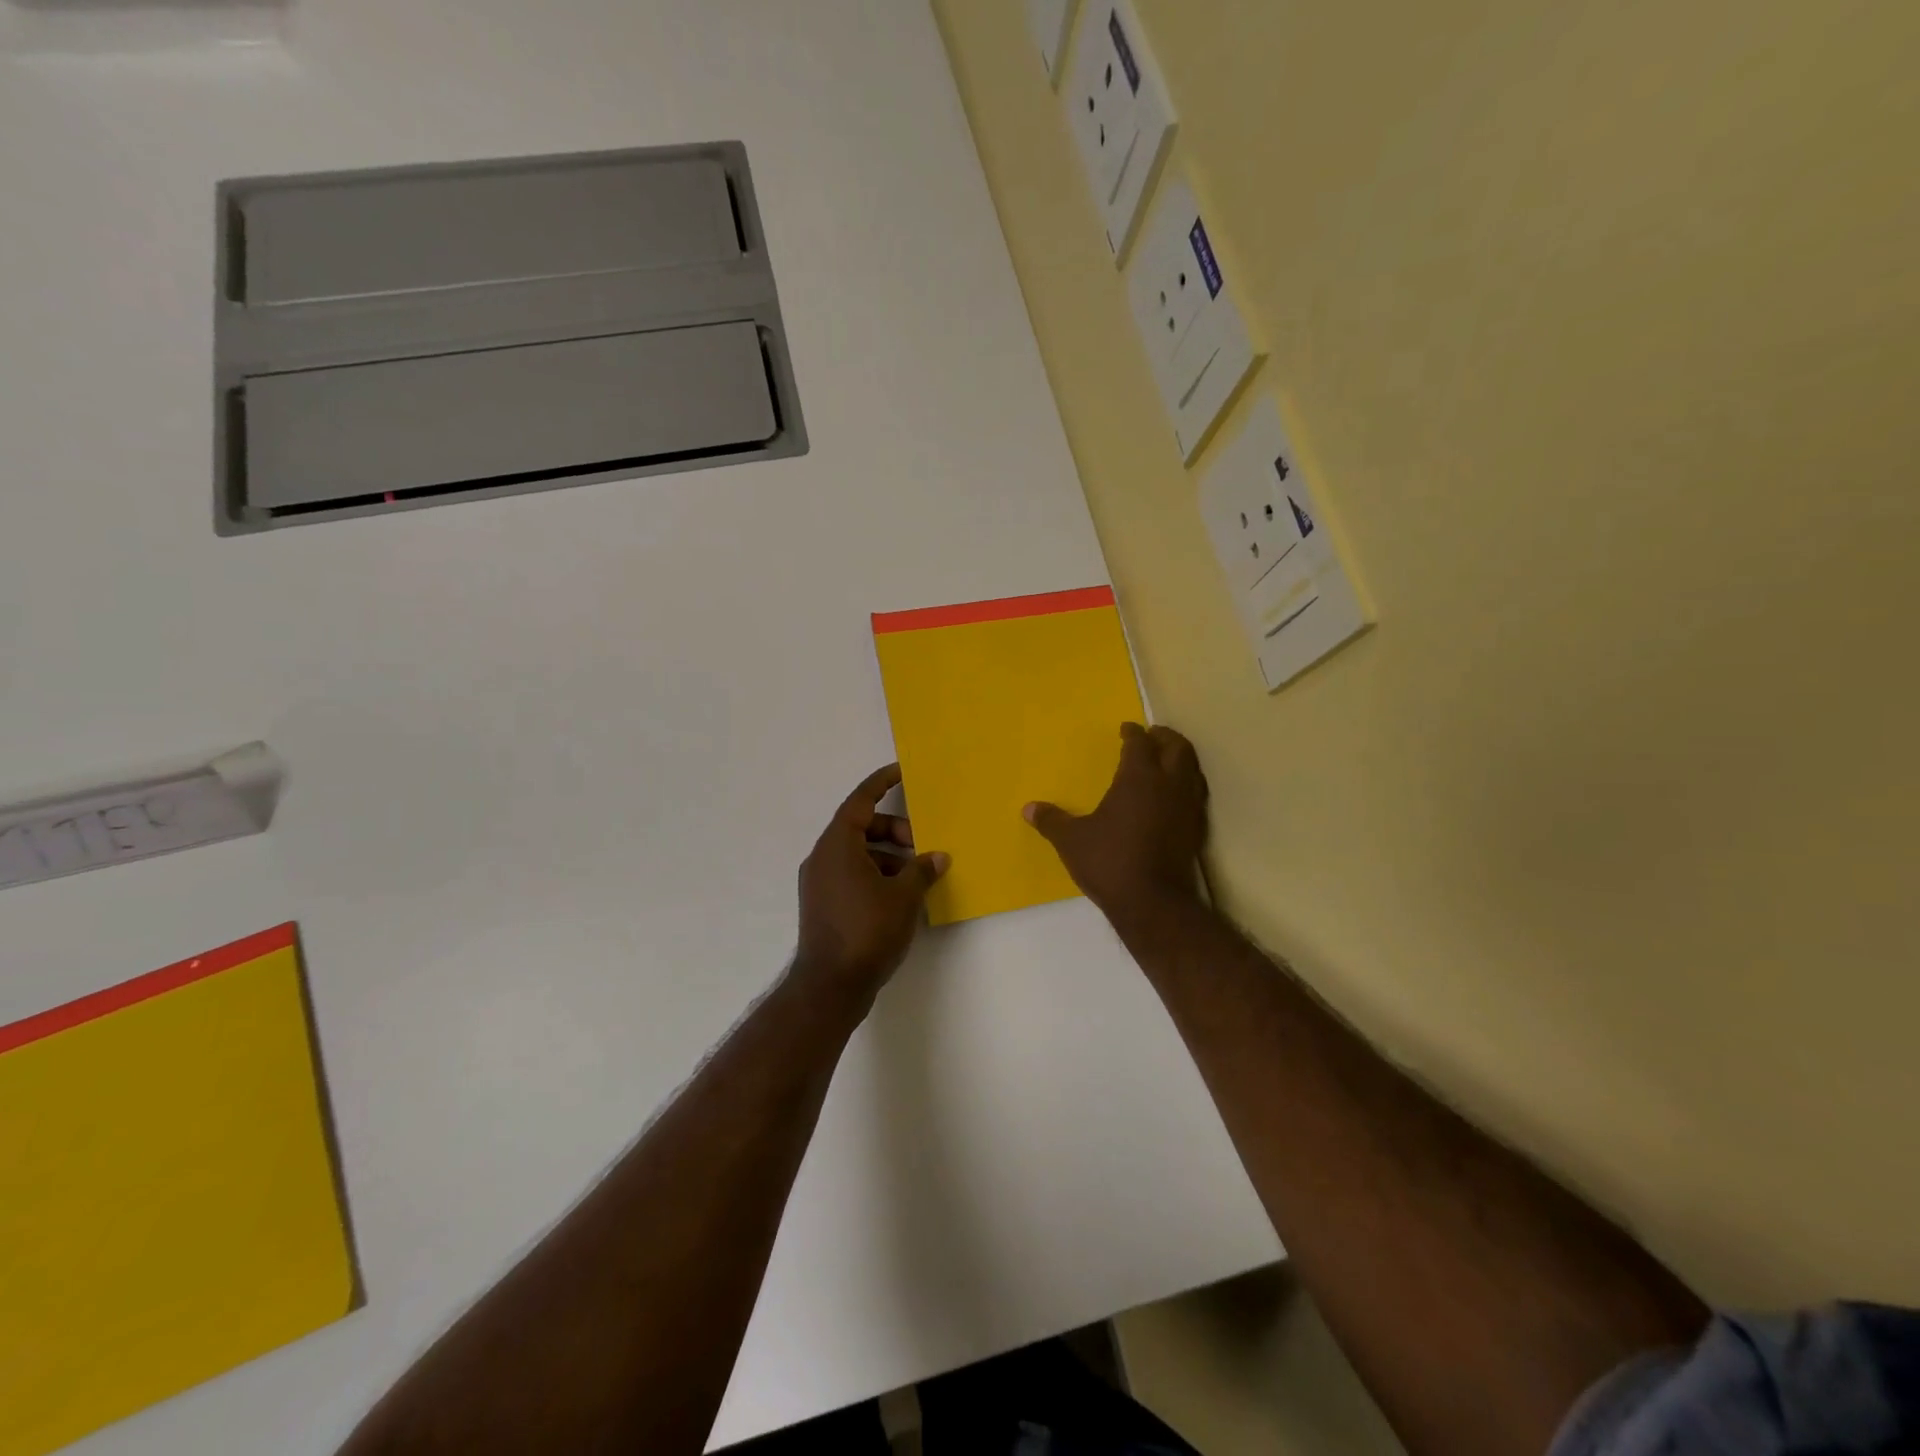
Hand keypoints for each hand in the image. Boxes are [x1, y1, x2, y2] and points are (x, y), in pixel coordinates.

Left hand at [794, 764, 948, 1006]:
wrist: (830, 986)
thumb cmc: (867, 931)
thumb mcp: (903, 897)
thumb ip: (921, 870)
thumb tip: (937, 857)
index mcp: (837, 845)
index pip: (860, 801)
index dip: (881, 783)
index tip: (901, 771)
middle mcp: (823, 857)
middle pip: (860, 827)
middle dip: (893, 830)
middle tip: (922, 844)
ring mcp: (819, 882)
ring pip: (857, 853)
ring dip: (887, 855)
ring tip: (917, 875)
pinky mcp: (823, 904)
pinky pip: (851, 874)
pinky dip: (875, 873)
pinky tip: (900, 895)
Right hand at [1025, 723, 1208, 924]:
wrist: (1153, 903)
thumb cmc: (1110, 862)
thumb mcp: (1072, 841)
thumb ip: (1052, 821)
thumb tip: (1028, 809)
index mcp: (1139, 777)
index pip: (1140, 743)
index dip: (1133, 733)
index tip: (1126, 728)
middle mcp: (1169, 785)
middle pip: (1177, 748)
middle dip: (1165, 737)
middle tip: (1153, 735)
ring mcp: (1187, 807)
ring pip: (1192, 770)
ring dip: (1180, 759)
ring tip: (1166, 761)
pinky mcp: (1196, 830)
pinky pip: (1195, 794)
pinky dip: (1186, 785)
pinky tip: (1173, 797)